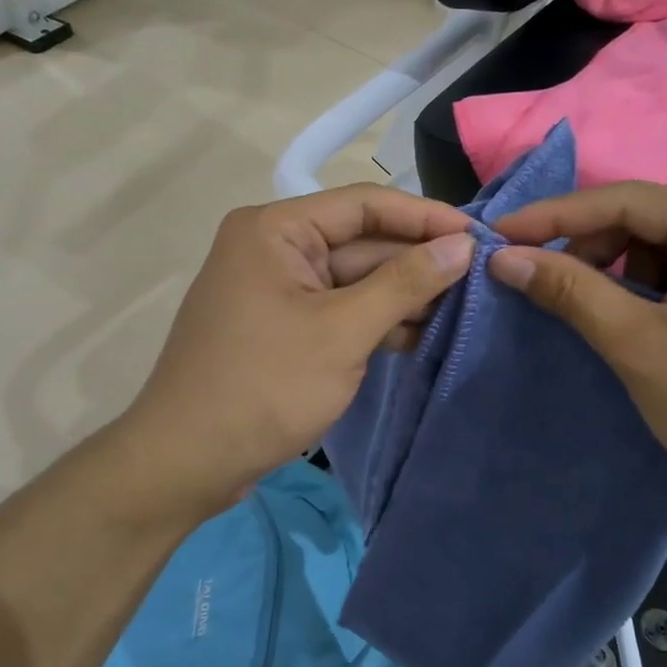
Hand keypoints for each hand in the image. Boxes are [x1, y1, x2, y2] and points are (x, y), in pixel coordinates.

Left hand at [120, 186, 473, 511]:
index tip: (478, 236)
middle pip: (361, 242)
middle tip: (481, 279)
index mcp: (276, 229)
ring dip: (402, 296)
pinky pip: (339, 310)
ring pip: (354, 280)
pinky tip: (421, 336)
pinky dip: (376, 322)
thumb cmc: (264, 386)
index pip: (364, 204)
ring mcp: (277, 290)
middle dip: (416, 262)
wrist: (185, 462)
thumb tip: (462, 245)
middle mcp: (274, 247)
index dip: (424, 218)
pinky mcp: (283, 327)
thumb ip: (405, 283)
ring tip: (463, 310)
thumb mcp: (342, 331)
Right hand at [488, 184, 666, 528]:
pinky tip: (641, 325)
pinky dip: (657, 291)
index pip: (626, 200)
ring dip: (623, 274)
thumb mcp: (641, 348)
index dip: (555, 216)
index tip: (499, 235)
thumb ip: (571, 292)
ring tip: (597, 315)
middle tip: (544, 285)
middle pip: (651, 219)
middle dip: (592, 249)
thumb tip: (503, 257)